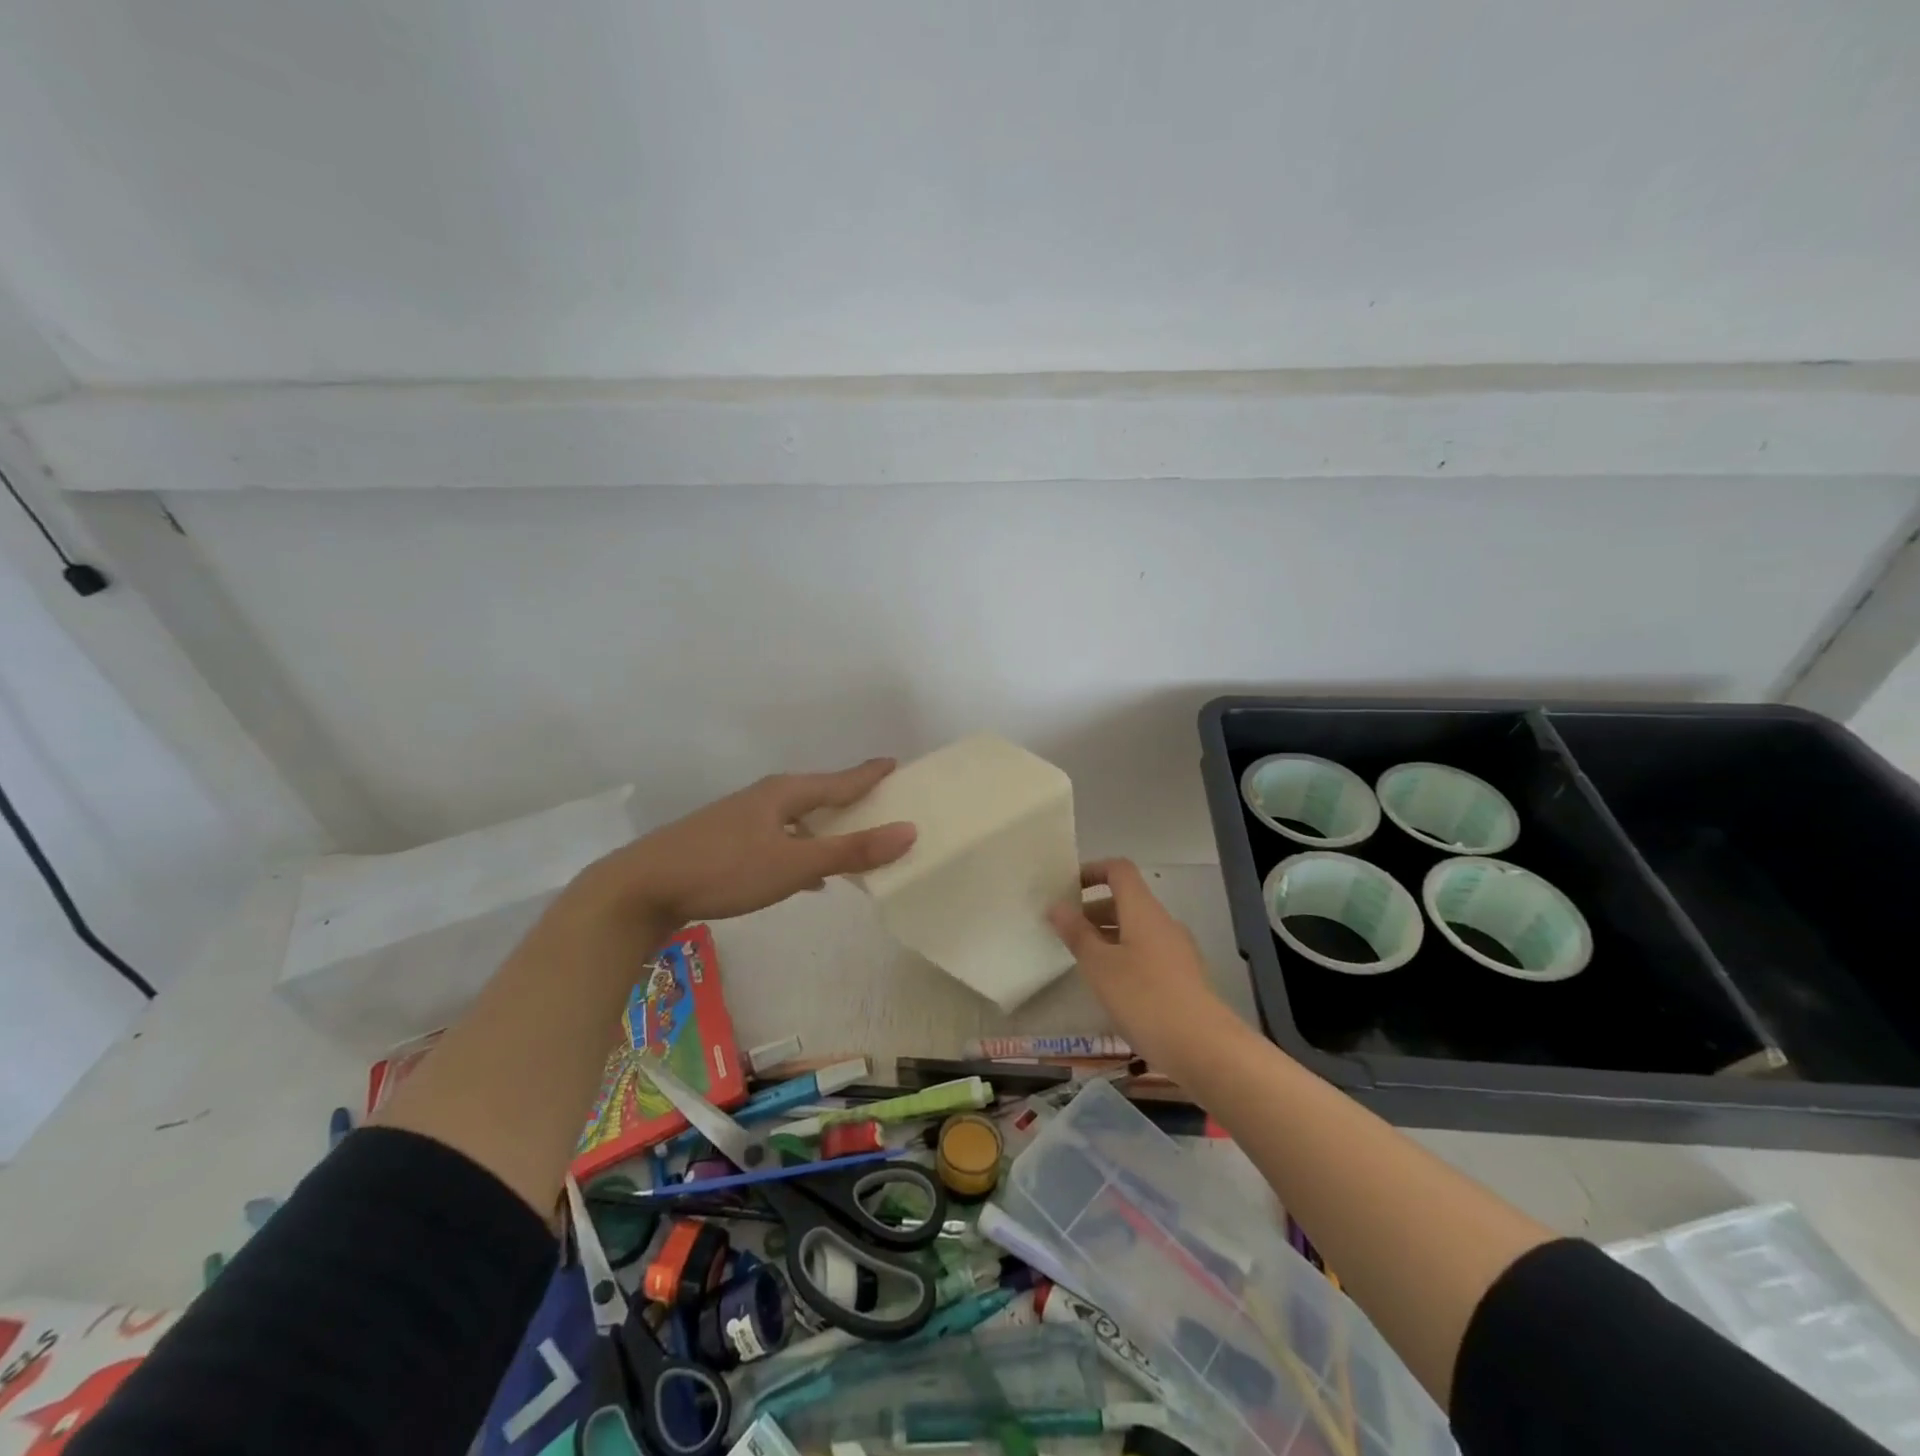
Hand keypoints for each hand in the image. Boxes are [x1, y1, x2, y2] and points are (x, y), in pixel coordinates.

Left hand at [571, 759, 915, 926]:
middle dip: (850, 801)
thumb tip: (908, 830)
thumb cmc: (724, 869)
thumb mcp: (793, 864)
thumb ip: (850, 851)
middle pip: (819, 796)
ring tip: (853, 844)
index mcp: (784, 794)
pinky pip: (780, 840)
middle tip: (883, 805)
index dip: (869, 774)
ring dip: (826, 830)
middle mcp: (765, 799)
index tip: (895, 763)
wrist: (641, 887)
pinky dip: (802, 850)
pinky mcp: (727, 843)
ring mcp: (742, 820)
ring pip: (798, 820)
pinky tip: (807, 875)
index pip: (839, 780)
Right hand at [1048, 858, 1230, 1077]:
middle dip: (1093, 911)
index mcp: (1143, 910)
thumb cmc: (1145, 998)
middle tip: (1064, 931)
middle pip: (1126, 901)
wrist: (1204, 1048)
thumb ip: (1077, 933)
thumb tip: (1057, 906)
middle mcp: (1163, 923)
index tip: (1066, 888)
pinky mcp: (1183, 977)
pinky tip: (1111, 988)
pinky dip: (1124, 957)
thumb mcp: (1100, 966)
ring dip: (1107, 937)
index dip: (1092, 871)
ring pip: (1136, 930)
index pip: (1119, 870)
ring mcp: (1177, 950)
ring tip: (1082, 962)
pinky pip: (1147, 953)